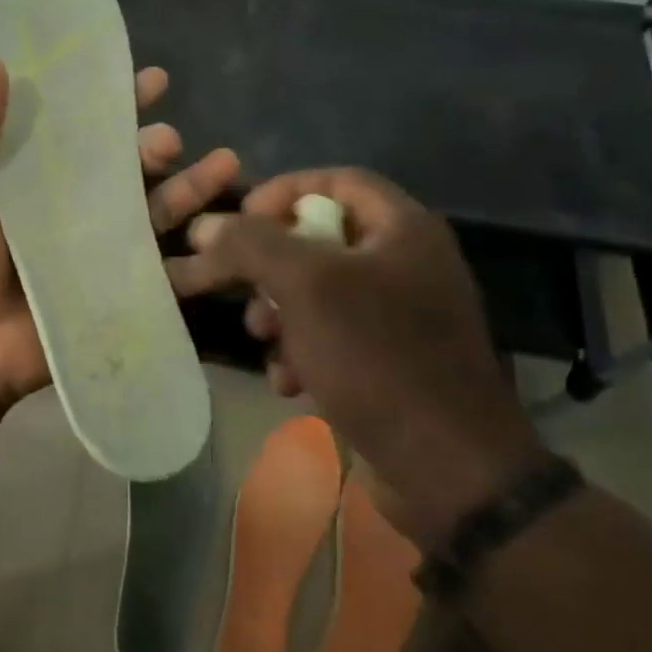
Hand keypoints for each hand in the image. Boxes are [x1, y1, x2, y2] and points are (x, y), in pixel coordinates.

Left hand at [0, 57, 241, 412]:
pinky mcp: (123, 285)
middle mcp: (80, 202)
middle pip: (130, 163)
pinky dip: (201, 249)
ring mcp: (105, 245)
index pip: (86, 126)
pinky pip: (169, 265)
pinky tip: (227, 230)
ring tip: (220, 163)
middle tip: (166, 138)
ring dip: (192, 184)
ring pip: (159, 206)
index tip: (150, 80)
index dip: (117, 100)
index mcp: (41, 174)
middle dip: (156, 144)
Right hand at [168, 168, 541, 547]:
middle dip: (269, 265)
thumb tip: (204, 225)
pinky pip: (330, 335)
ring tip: (263, 340)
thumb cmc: (377, 357)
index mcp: (403, 229)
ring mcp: (399, 315)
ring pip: (316, 291)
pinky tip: (288, 380)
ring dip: (277, 312)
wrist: (446, 471)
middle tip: (239, 287)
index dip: (282, 191)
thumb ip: (250, 244)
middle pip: (318, 238)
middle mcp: (405, 263)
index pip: (335, 180)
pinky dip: (301, 350)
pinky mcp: (388, 360)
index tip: (238, 221)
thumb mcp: (305, 287)